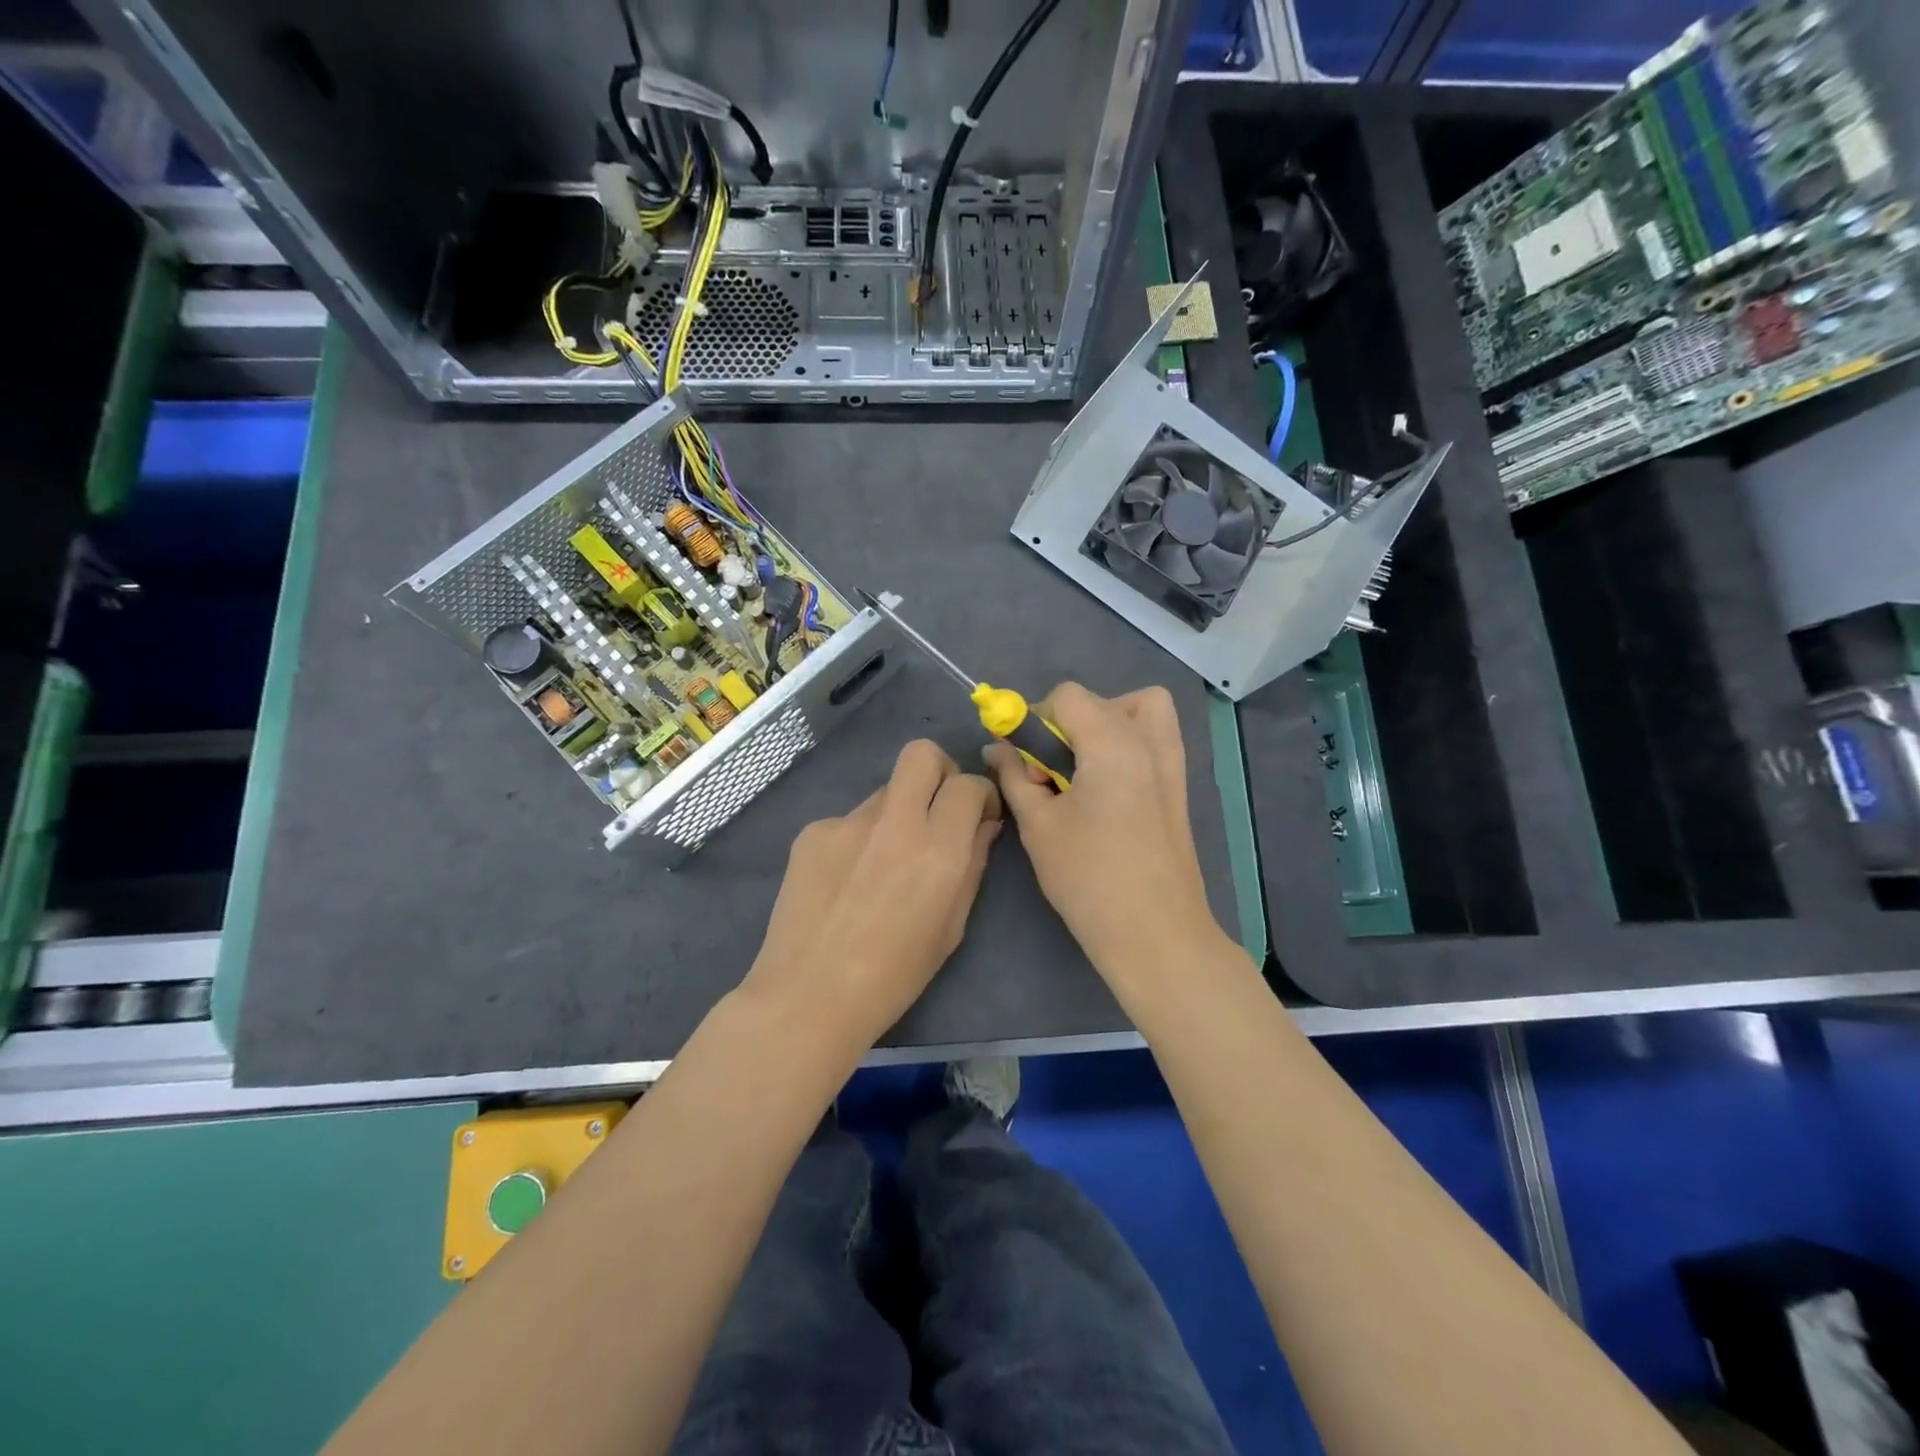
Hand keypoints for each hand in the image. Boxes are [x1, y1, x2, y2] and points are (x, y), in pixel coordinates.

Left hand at [745, 740, 1001, 1050]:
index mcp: (938, 849)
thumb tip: (983, 826)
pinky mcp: (813, 831)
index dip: (980, 794)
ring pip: (885, 791)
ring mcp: (847, 822)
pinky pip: (849, 821)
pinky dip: (859, 839)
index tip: (978, 816)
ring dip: (898, 813)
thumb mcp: (951, 926)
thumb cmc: (894, 975)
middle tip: (938, 808)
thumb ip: (972, 865)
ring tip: (884, 865)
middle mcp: (895, 822)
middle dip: (940, 771)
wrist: (809, 995)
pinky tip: (847, 882)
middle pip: (922, 753)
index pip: (968, 784)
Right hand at [985, 683, 1225, 991]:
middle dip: (1067, 723)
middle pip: (1103, 701)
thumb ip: (1014, 776)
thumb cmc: (1089, 878)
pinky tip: (1107, 788)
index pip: (1068, 696)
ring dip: (1106, 724)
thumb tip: (996, 748)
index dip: (1036, 719)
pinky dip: (1128, 743)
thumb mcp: (1038, 824)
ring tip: (1083, 768)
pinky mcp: (1179, 788)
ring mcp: (1172, 764)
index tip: (1024, 760)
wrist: (1155, 933)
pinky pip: (1155, 740)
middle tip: (1050, 768)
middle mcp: (1149, 742)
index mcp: (1114, 743)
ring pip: (1141, 711)